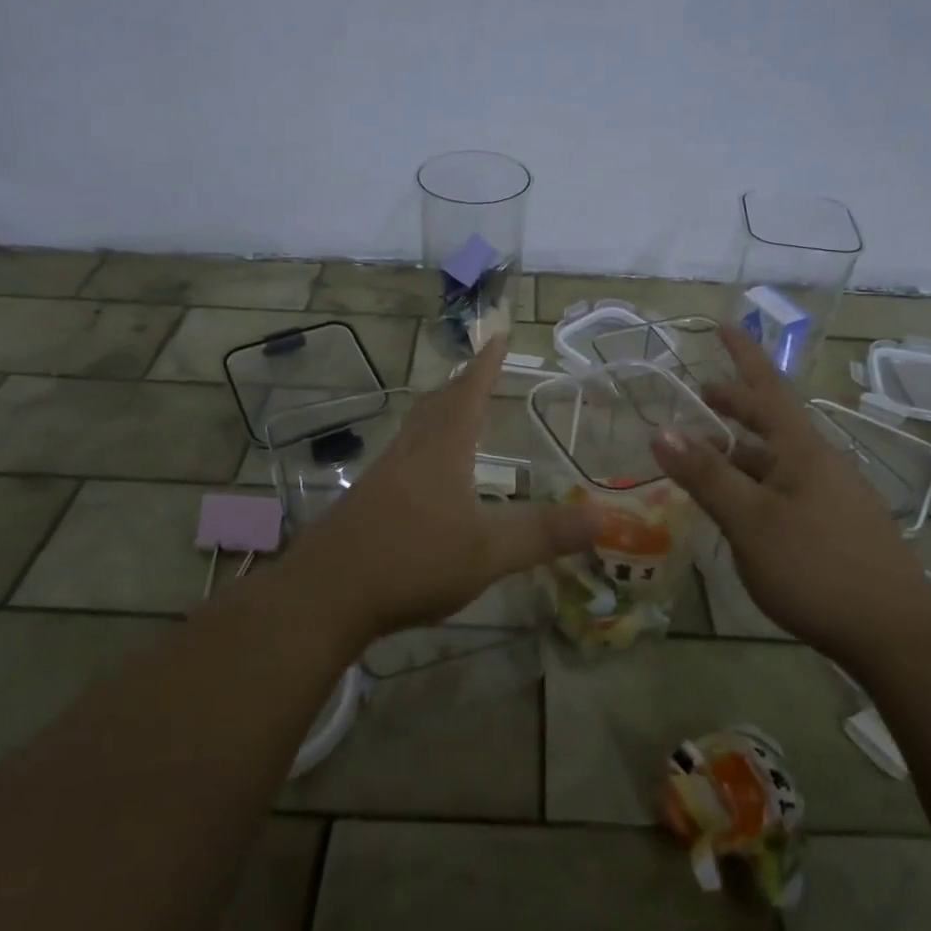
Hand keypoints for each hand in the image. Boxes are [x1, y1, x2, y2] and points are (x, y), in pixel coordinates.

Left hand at [288, 337, 601, 642]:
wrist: (326, 593)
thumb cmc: (413, 560)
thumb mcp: (488, 552)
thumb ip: (543, 534)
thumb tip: (604, 517)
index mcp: (443, 450)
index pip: (468, 393)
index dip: (486, 365)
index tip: (498, 337)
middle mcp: (411, 451)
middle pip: (437, 404)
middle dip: (461, 384)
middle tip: (479, 371)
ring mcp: (384, 474)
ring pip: (416, 428)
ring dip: (439, 412)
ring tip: (455, 413)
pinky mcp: (367, 499)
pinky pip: (403, 455)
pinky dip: (423, 446)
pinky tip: (425, 474)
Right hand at [651, 326, 930, 661]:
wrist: (896, 633)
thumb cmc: (817, 567)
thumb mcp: (751, 521)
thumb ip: (707, 476)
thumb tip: (661, 429)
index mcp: (801, 450)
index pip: (767, 387)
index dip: (744, 355)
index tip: (724, 323)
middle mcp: (820, 463)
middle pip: (773, 421)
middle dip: (737, 405)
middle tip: (703, 398)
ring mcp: (832, 496)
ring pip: (777, 460)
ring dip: (741, 452)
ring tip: (706, 460)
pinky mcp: (837, 527)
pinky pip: (786, 489)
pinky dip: (755, 484)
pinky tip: (742, 510)